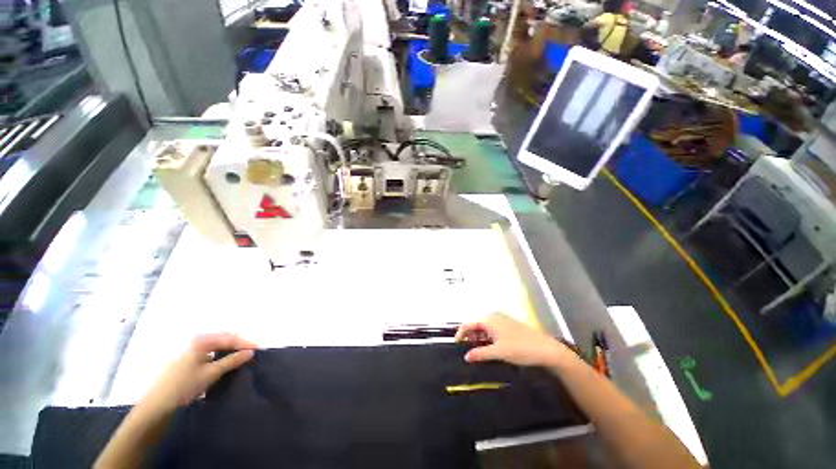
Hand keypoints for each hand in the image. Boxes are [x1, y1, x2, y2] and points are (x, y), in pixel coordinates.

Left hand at [140, 333, 256, 412]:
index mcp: (201, 340)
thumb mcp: (211, 373)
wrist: (156, 406)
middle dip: (239, 345)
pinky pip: (209, 353)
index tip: (259, 349)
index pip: (230, 338)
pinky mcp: (186, 360)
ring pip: (216, 346)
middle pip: (223, 339)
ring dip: (230, 350)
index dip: (246, 343)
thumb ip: (233, 360)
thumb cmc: (184, 386)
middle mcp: (195, 341)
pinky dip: (220, 356)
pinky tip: (225, 363)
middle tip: (252, 353)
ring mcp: (189, 351)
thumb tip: (251, 352)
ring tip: (241, 358)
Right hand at [456, 313, 572, 367]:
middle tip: (467, 351)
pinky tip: (490, 347)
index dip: (460, 334)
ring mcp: (502, 319)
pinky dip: (488, 337)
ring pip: (484, 327)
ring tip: (478, 351)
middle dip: (470, 336)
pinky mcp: (509, 324)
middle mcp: (494, 316)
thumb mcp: (498, 352)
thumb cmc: (520, 348)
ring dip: (479, 337)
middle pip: (476, 324)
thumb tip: (466, 356)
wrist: (546, 349)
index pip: (468, 324)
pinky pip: (492, 328)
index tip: (456, 346)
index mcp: (489, 319)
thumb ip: (480, 353)